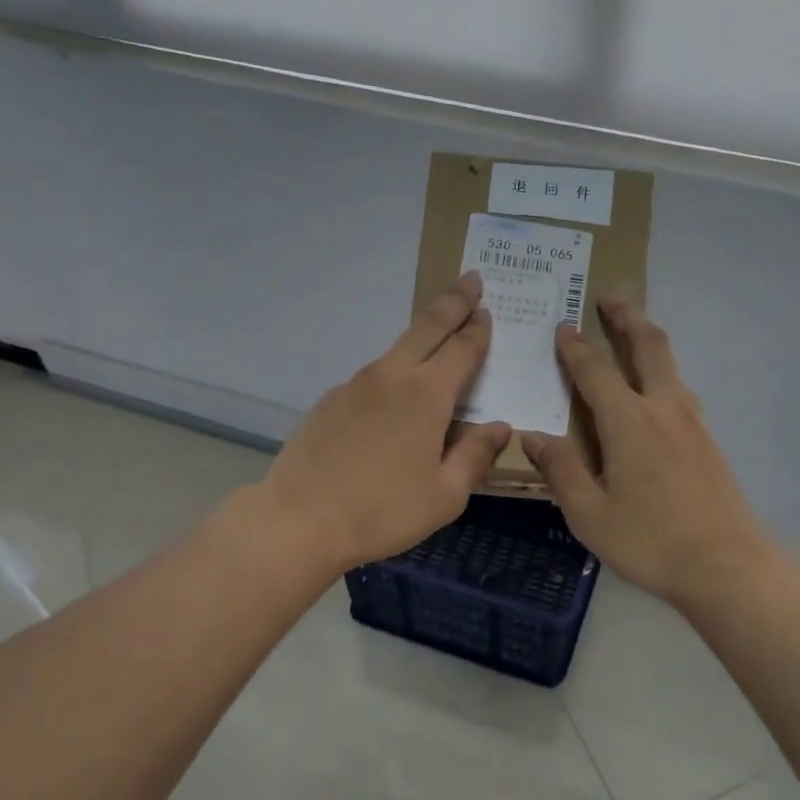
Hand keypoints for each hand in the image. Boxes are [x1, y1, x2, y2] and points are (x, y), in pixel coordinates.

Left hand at [260, 272, 510, 571]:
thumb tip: (499, 427)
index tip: (488, 311)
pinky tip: (394, 398)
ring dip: (422, 335)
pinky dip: (394, 372)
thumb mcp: (445, 495)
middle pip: (427, 327)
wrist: (299, 520)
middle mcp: (392, 377)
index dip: (478, 329)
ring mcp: (356, 384)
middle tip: (471, 280)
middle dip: (453, 301)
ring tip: (438, 337)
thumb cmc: (382, 511)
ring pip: (397, 348)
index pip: (462, 349)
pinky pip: (373, 376)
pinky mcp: (331, 400)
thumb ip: (475, 455)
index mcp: (427, 396)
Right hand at [523, 300, 771, 605]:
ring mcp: (692, 423)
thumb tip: (534, 437)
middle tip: (609, 297)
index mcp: (629, 422)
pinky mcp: (708, 442)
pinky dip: (662, 375)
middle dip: (627, 316)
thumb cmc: (649, 541)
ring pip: (671, 366)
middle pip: (648, 346)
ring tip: (631, 336)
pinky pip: (680, 392)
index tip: (562, 327)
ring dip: (648, 342)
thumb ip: (562, 470)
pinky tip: (654, 395)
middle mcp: (664, 409)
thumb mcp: (589, 514)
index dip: (575, 348)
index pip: (595, 371)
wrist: (726, 565)